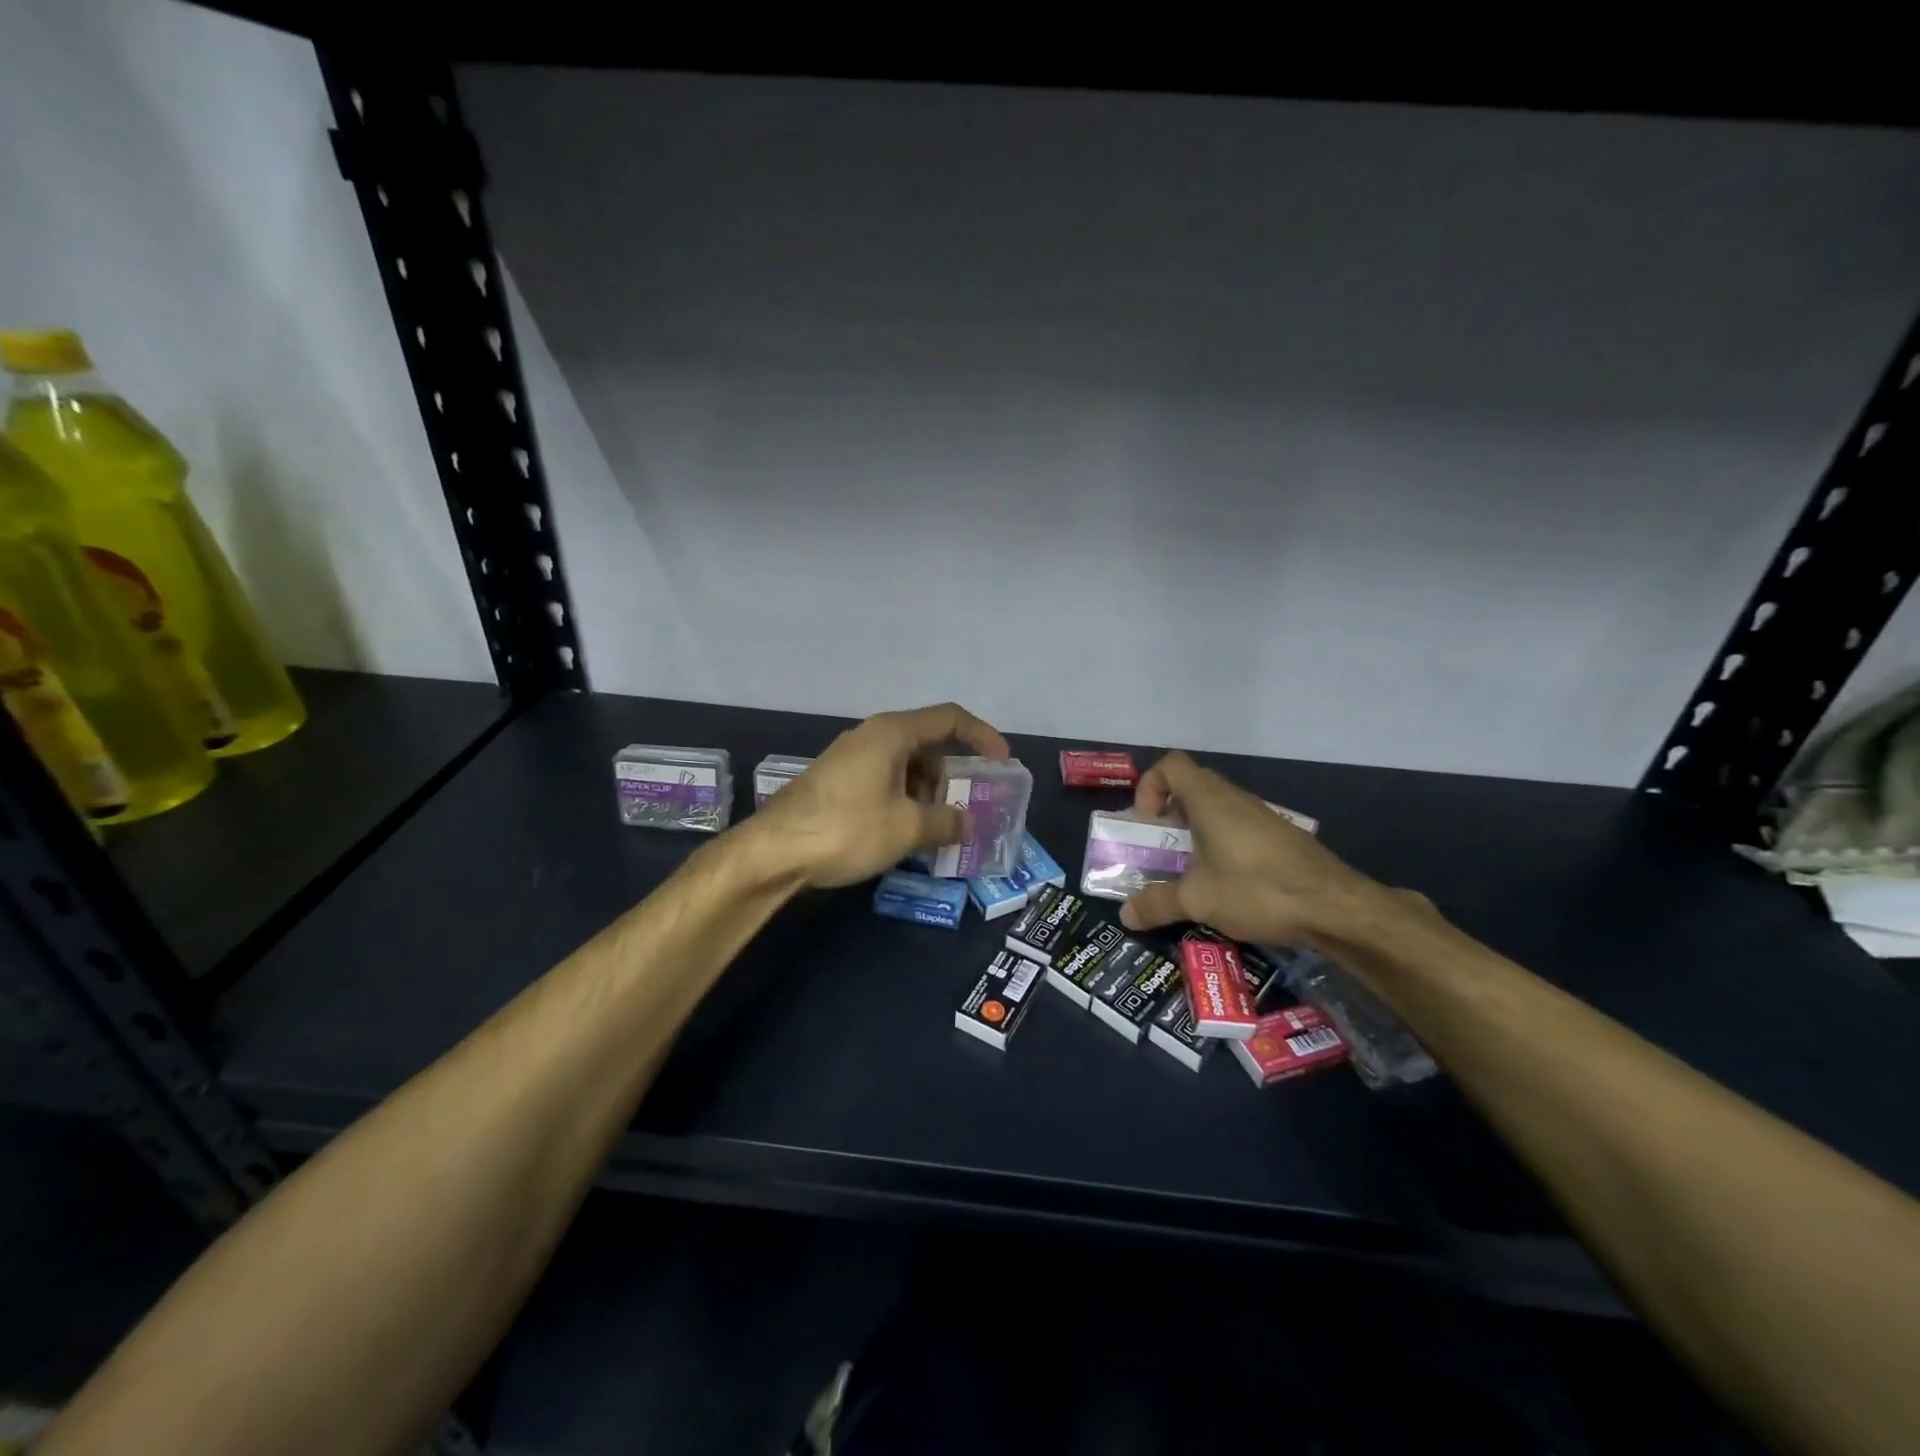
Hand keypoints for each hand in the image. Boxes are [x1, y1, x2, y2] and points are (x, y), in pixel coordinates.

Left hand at [749, 703, 1011, 889]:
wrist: (773, 852)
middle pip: (928, 744)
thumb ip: (946, 822)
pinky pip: (884, 781)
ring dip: (928, 794)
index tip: (1003, 764)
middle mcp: (872, 736)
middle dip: (953, 777)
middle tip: (965, 811)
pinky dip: (904, 800)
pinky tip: (904, 834)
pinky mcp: (837, 782)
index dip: (983, 737)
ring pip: (905, 766)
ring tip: (936, 831)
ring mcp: (851, 758)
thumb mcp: (907, 828)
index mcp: (892, 733)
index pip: (950, 719)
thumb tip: (968, 823)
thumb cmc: (847, 829)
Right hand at [1118, 751, 1413, 948]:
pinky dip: (1223, 843)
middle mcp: (1236, 799)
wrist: (1336, 907)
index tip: (1148, 823)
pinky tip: (1227, 882)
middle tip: (1162, 847)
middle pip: (1192, 785)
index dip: (1150, 786)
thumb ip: (1157, 904)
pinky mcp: (1281, 837)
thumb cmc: (1257, 890)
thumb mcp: (1198, 901)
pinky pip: (1240, 826)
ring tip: (1191, 869)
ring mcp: (1263, 816)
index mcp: (1210, 801)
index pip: (1171, 765)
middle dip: (1169, 812)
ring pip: (1218, 807)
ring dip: (1197, 830)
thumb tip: (1125, 915)